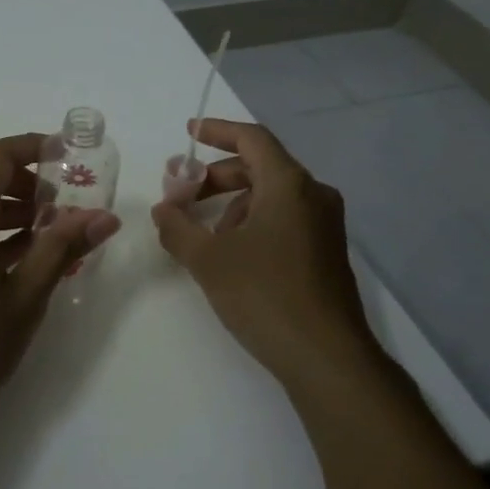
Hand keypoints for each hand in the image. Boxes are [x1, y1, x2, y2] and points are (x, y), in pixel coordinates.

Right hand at [150, 119, 373, 381]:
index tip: (189, 133)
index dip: (218, 131)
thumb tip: (163, 210)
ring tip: (203, 235)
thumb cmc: (264, 295)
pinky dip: (252, 222)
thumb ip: (177, 227)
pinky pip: (283, 219)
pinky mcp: (325, 252)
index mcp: (289, 185)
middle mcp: (313, 196)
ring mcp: (324, 225)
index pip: (252, 139)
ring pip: (271, 196)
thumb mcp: (208, 259)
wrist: (326, 357)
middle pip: (259, 167)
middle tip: (182, 196)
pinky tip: (231, 254)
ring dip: (233, 204)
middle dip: (216, 176)